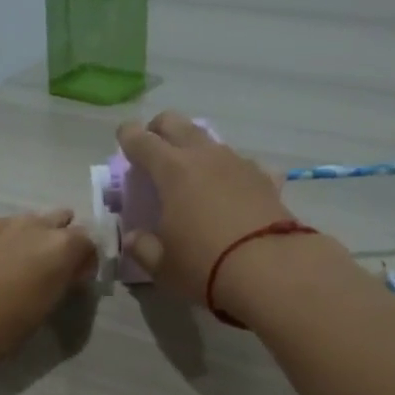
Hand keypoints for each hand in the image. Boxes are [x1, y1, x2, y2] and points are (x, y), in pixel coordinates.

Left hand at [0, 210, 98, 376]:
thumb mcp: (39, 314)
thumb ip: (57, 286)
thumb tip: (63, 275)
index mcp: (58, 248)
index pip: (88, 240)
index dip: (85, 259)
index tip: (75, 279)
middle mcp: (31, 226)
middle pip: (58, 220)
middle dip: (58, 239)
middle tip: (46, 268)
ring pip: (22, 223)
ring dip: (25, 239)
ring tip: (10, 268)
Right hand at [115, 111, 298, 306]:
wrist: (272, 270)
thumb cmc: (205, 265)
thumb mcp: (162, 265)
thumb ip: (143, 247)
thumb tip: (134, 237)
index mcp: (172, 171)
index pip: (142, 140)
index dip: (128, 137)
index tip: (123, 138)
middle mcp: (205, 156)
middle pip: (177, 124)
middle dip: (160, 128)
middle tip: (153, 144)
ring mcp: (238, 164)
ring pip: (210, 141)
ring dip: (195, 148)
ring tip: (191, 172)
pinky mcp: (266, 179)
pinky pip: (241, 165)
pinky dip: (230, 172)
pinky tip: (232, 189)